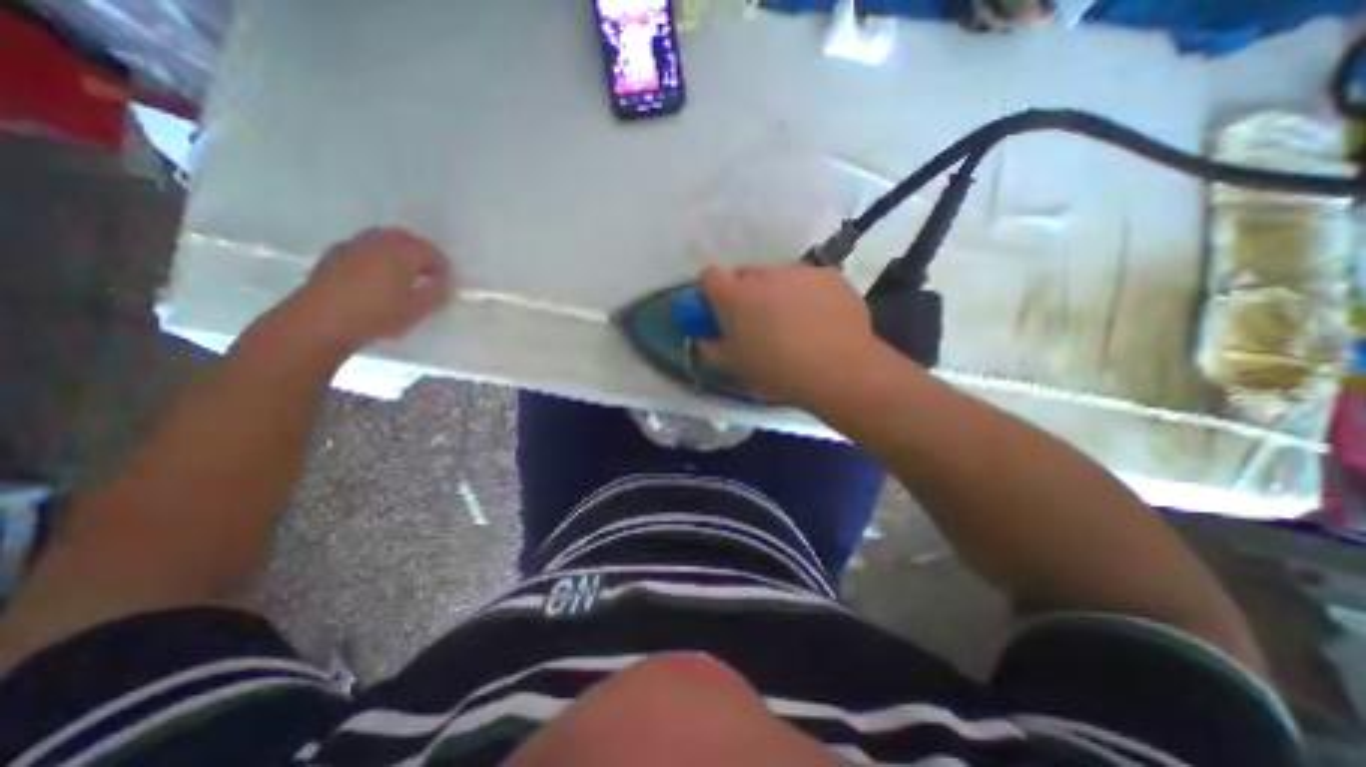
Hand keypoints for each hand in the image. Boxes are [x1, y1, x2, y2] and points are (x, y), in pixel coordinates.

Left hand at [284, 226, 450, 349]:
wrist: (321, 321)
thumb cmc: (378, 314)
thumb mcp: (419, 309)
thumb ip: (436, 292)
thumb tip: (440, 282)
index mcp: (403, 251)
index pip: (432, 252)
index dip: (442, 269)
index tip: (444, 286)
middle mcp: (378, 241)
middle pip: (406, 239)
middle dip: (419, 255)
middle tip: (425, 277)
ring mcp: (352, 245)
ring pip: (382, 241)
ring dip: (396, 255)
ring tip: (400, 278)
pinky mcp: (333, 255)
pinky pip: (363, 250)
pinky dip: (375, 259)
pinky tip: (375, 280)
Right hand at [696, 263, 885, 406]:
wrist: (838, 369)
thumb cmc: (776, 370)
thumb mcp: (732, 366)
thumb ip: (709, 347)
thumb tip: (704, 337)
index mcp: (734, 295)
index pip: (709, 275)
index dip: (712, 291)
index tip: (720, 309)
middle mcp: (763, 275)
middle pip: (746, 275)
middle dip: (747, 293)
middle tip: (760, 321)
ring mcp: (798, 272)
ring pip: (779, 278)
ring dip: (779, 293)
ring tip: (796, 323)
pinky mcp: (828, 275)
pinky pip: (809, 281)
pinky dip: (809, 295)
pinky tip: (821, 320)